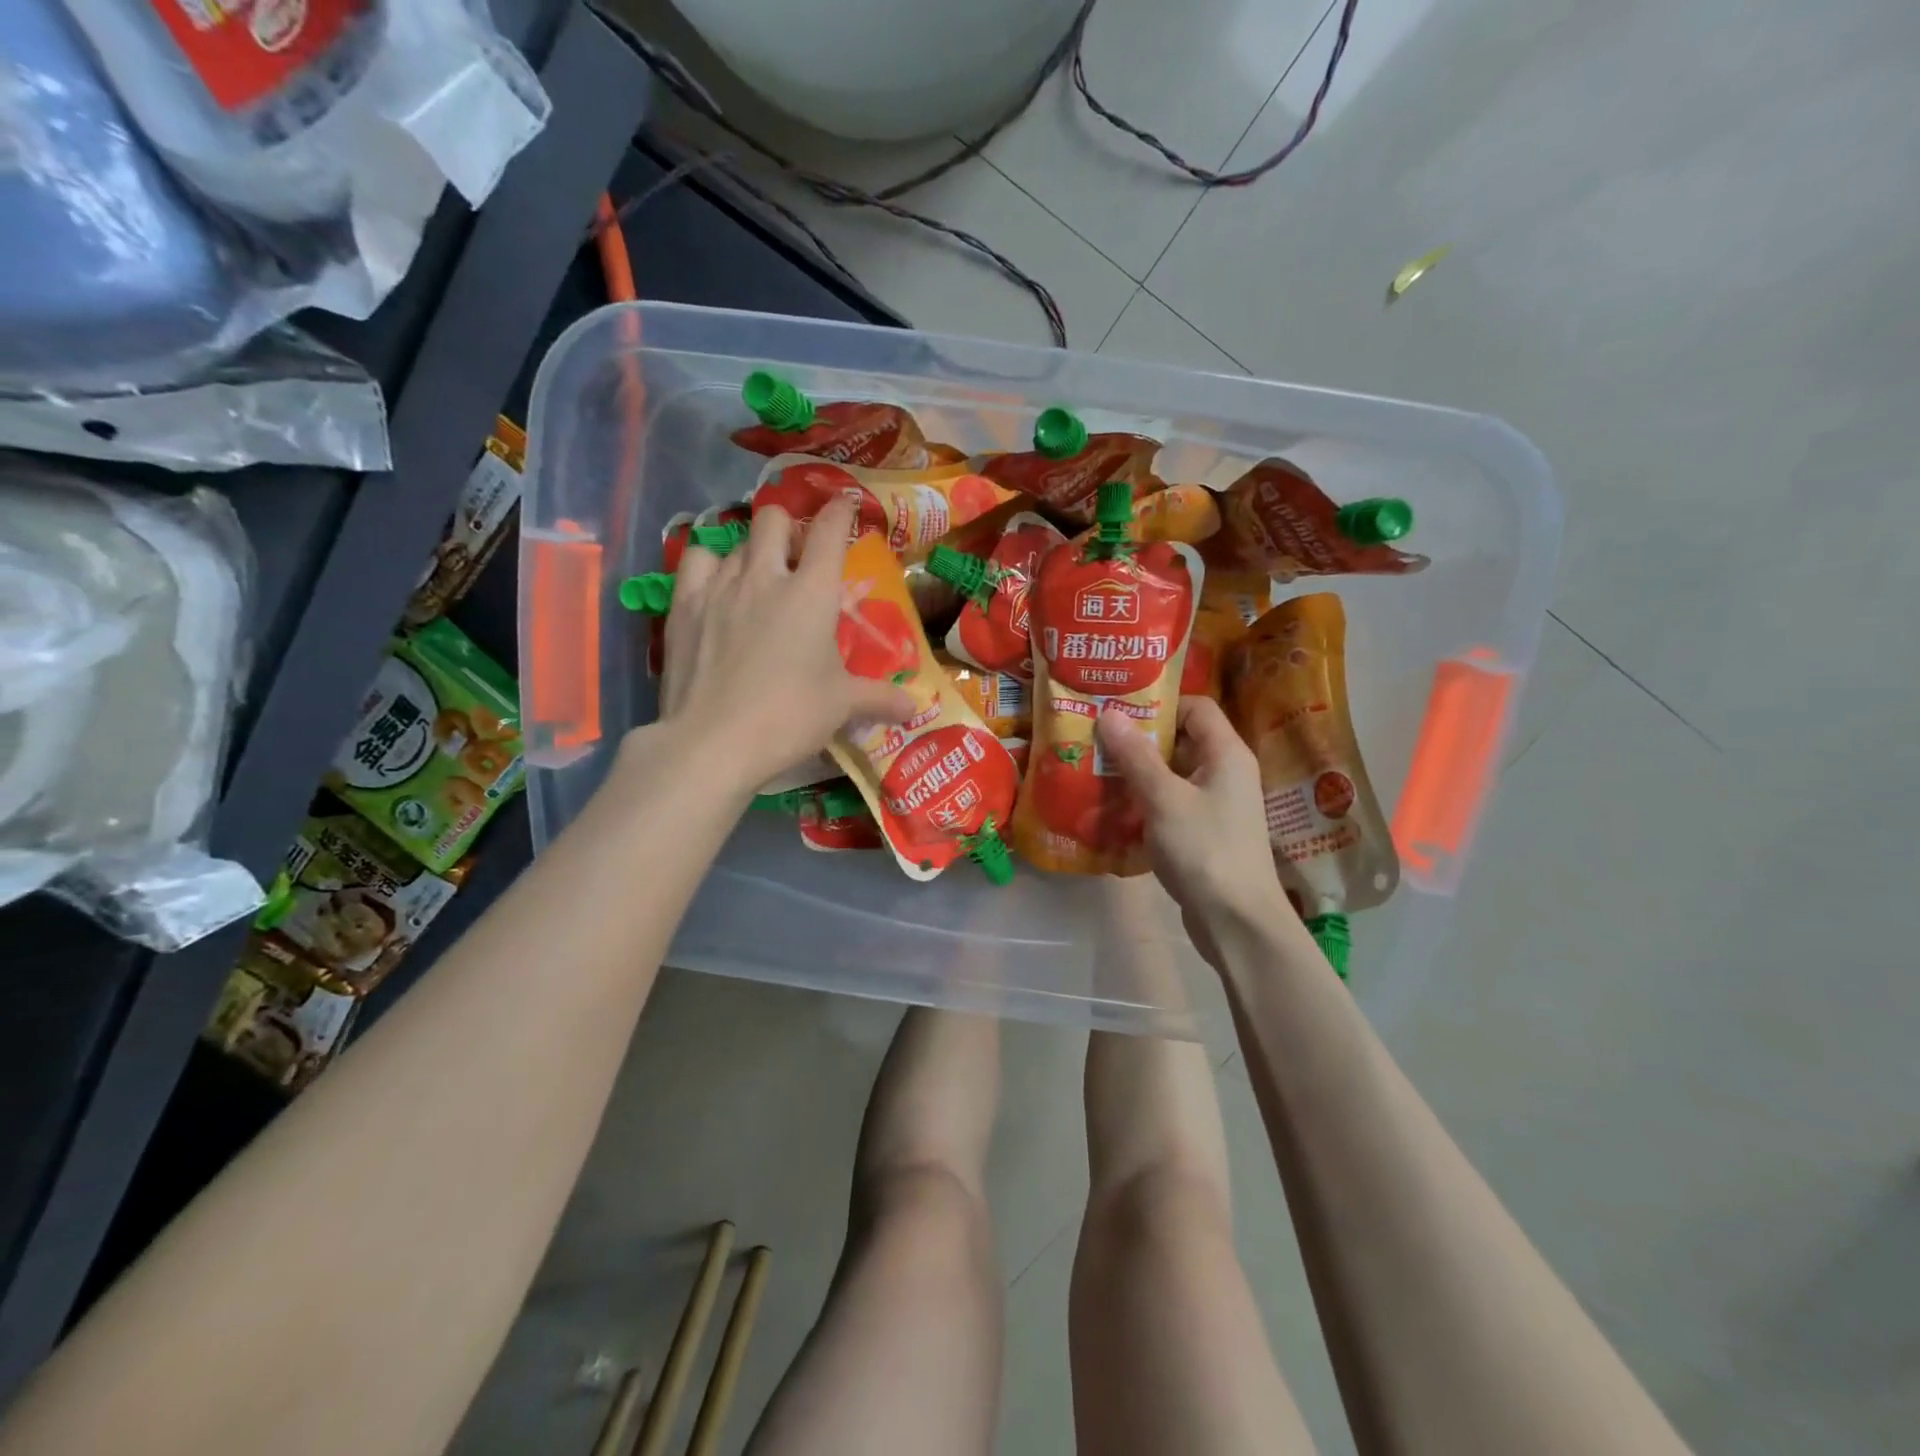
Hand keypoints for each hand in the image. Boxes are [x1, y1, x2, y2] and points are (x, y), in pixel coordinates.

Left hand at [656, 499, 912, 795]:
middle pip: (775, 519)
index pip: (829, 530)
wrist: (713, 741)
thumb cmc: (789, 716)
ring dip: (753, 551)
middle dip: (790, 527)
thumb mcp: (841, 706)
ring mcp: (720, 586)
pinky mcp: (684, 605)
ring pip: (737, 540)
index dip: (841, 511)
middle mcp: (766, 576)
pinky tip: (717, 584)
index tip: (846, 506)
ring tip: (758, 578)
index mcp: (812, 592)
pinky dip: (711, 562)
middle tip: (797, 557)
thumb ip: (879, 698)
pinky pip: (697, 559)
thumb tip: (914, 707)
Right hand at [1096, 697, 1292, 966]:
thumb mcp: (1163, 798)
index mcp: (1226, 753)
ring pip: (1173, 774)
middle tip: (1097, 740)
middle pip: (1182, 740)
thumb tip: (1109, 713)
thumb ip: (1135, 755)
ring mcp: (1217, 804)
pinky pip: (1172, 802)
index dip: (1158, 705)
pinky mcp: (1205, 832)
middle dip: (1139, 740)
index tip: (1118, 711)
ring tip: (1097, 771)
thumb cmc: (1204, 849)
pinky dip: (1146, 801)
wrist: (1236, 921)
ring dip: (1138, 772)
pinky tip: (1114, 809)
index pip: (1195, 707)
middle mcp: (1226, 772)